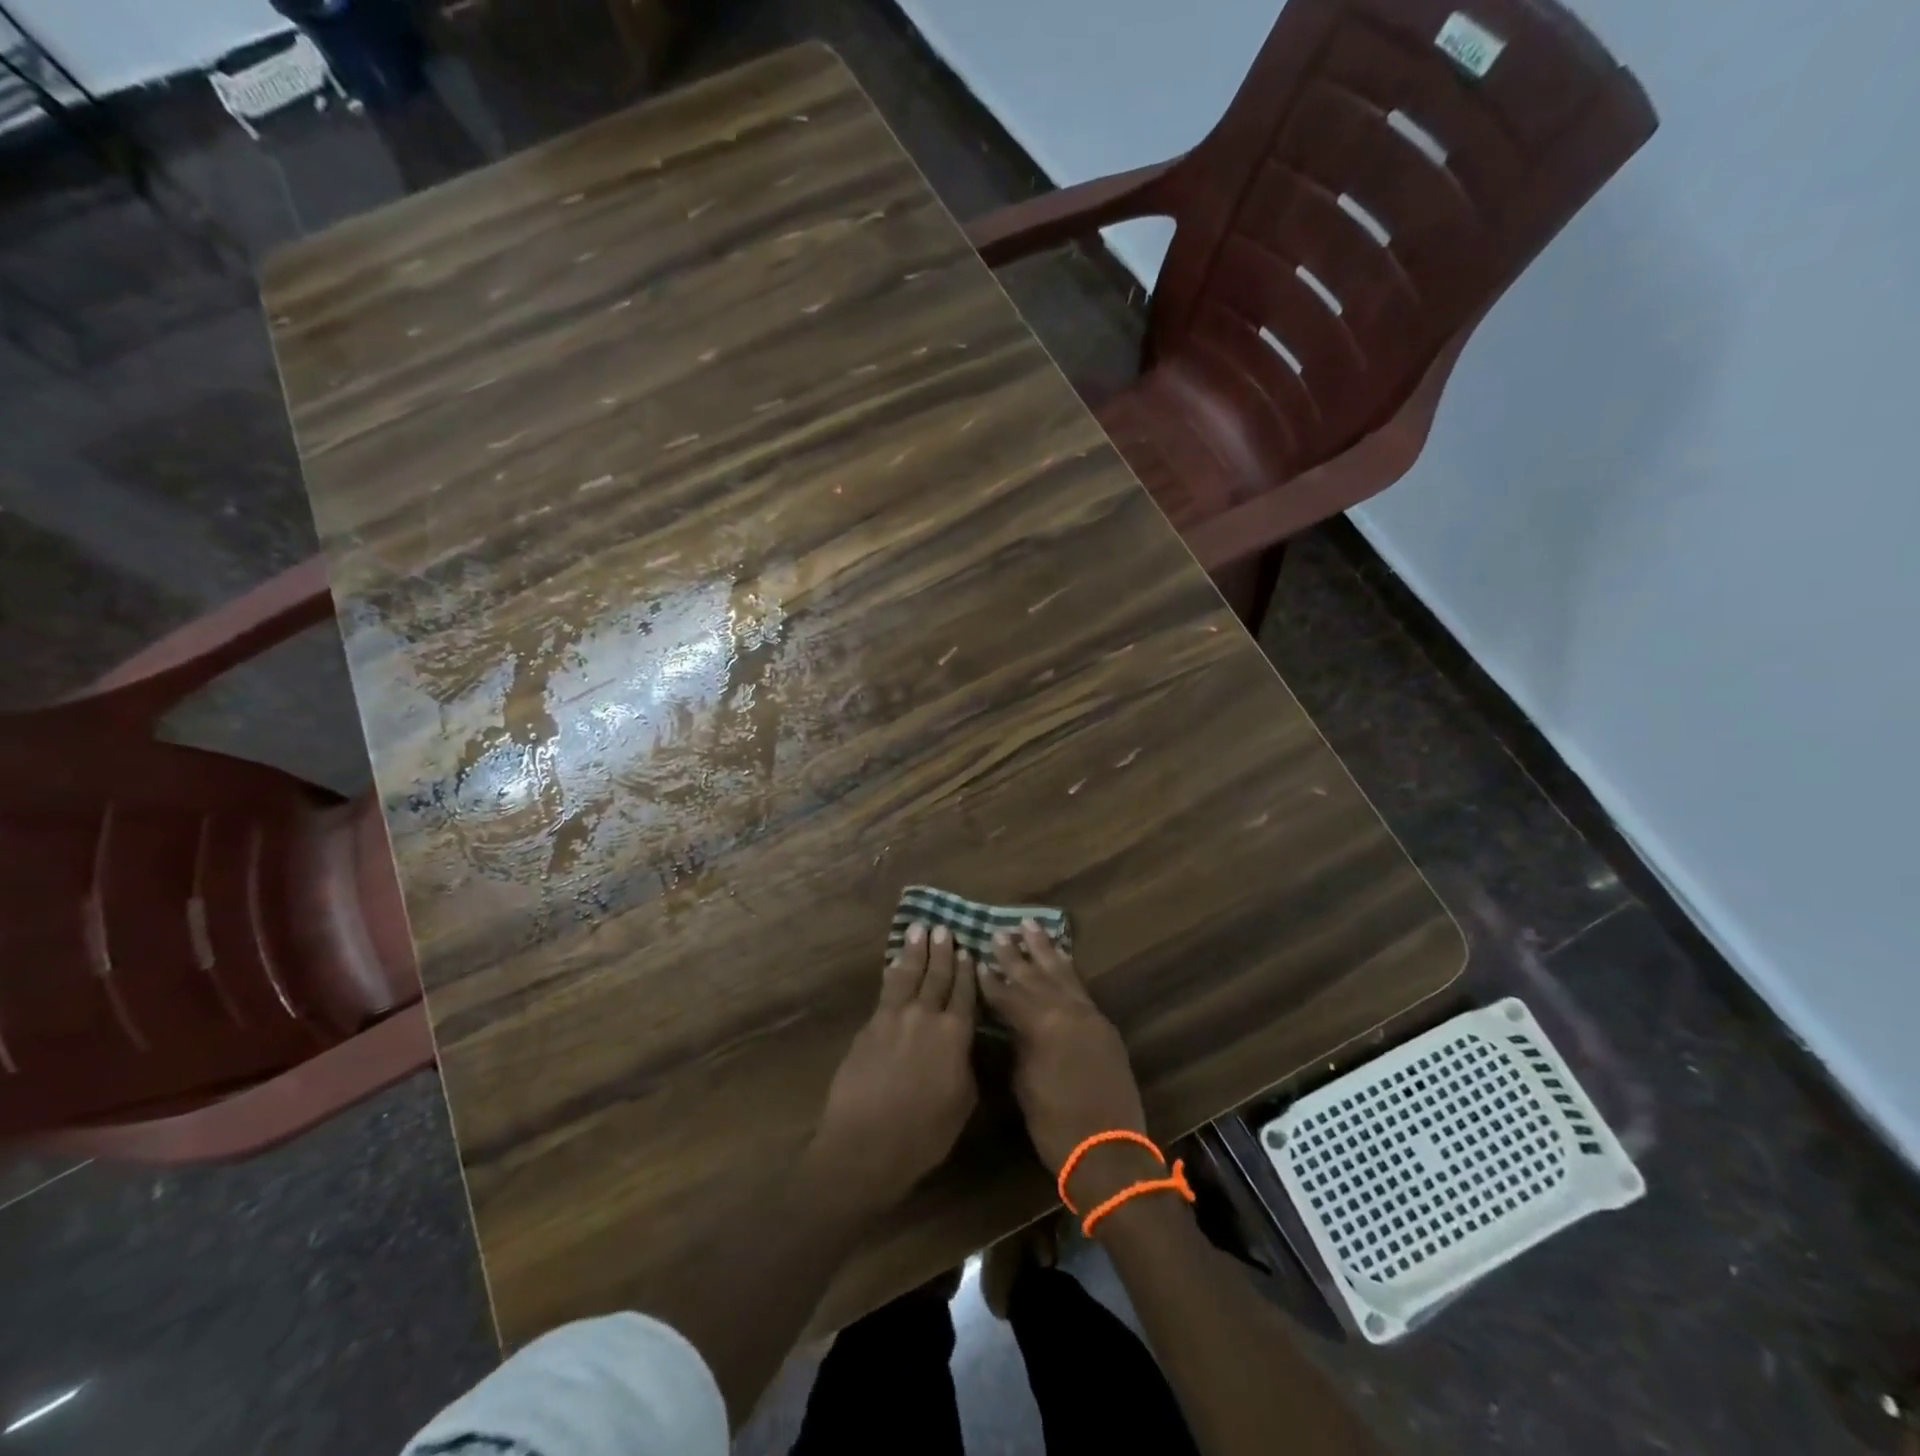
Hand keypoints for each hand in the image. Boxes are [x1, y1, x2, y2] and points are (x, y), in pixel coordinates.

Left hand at [805, 924, 977, 1217]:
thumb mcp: (962, 1103)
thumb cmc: (923, 1134)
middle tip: (944, 928)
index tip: (969, 951)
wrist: (865, 1144)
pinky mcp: (869, 1026)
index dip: (967, 972)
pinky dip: (893, 974)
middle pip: (937, 976)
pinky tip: (895, 965)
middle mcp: (926, 1016)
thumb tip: (964, 1046)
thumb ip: (966, 1066)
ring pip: (908, 975)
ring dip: (915, 951)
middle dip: (942, 952)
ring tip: (919, 930)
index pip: (965, 994)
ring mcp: (893, 1018)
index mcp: (955, 1035)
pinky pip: (885, 991)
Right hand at [978, 921, 1158, 1206]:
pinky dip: (1067, 970)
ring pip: (1062, 974)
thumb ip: (1019, 1044)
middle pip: (1035, 975)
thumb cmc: (1055, 1125)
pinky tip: (1061, 959)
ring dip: (1045, 950)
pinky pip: (1080, 988)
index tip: (976, 959)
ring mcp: (1089, 1016)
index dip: (990, 980)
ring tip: (1031, 926)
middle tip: (999, 932)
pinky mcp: (1103, 1026)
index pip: (1008, 994)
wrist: (1108, 1151)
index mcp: (1041, 1025)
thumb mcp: (1025, 1082)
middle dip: (1015, 954)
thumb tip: (1013, 1025)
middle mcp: (1066, 1010)